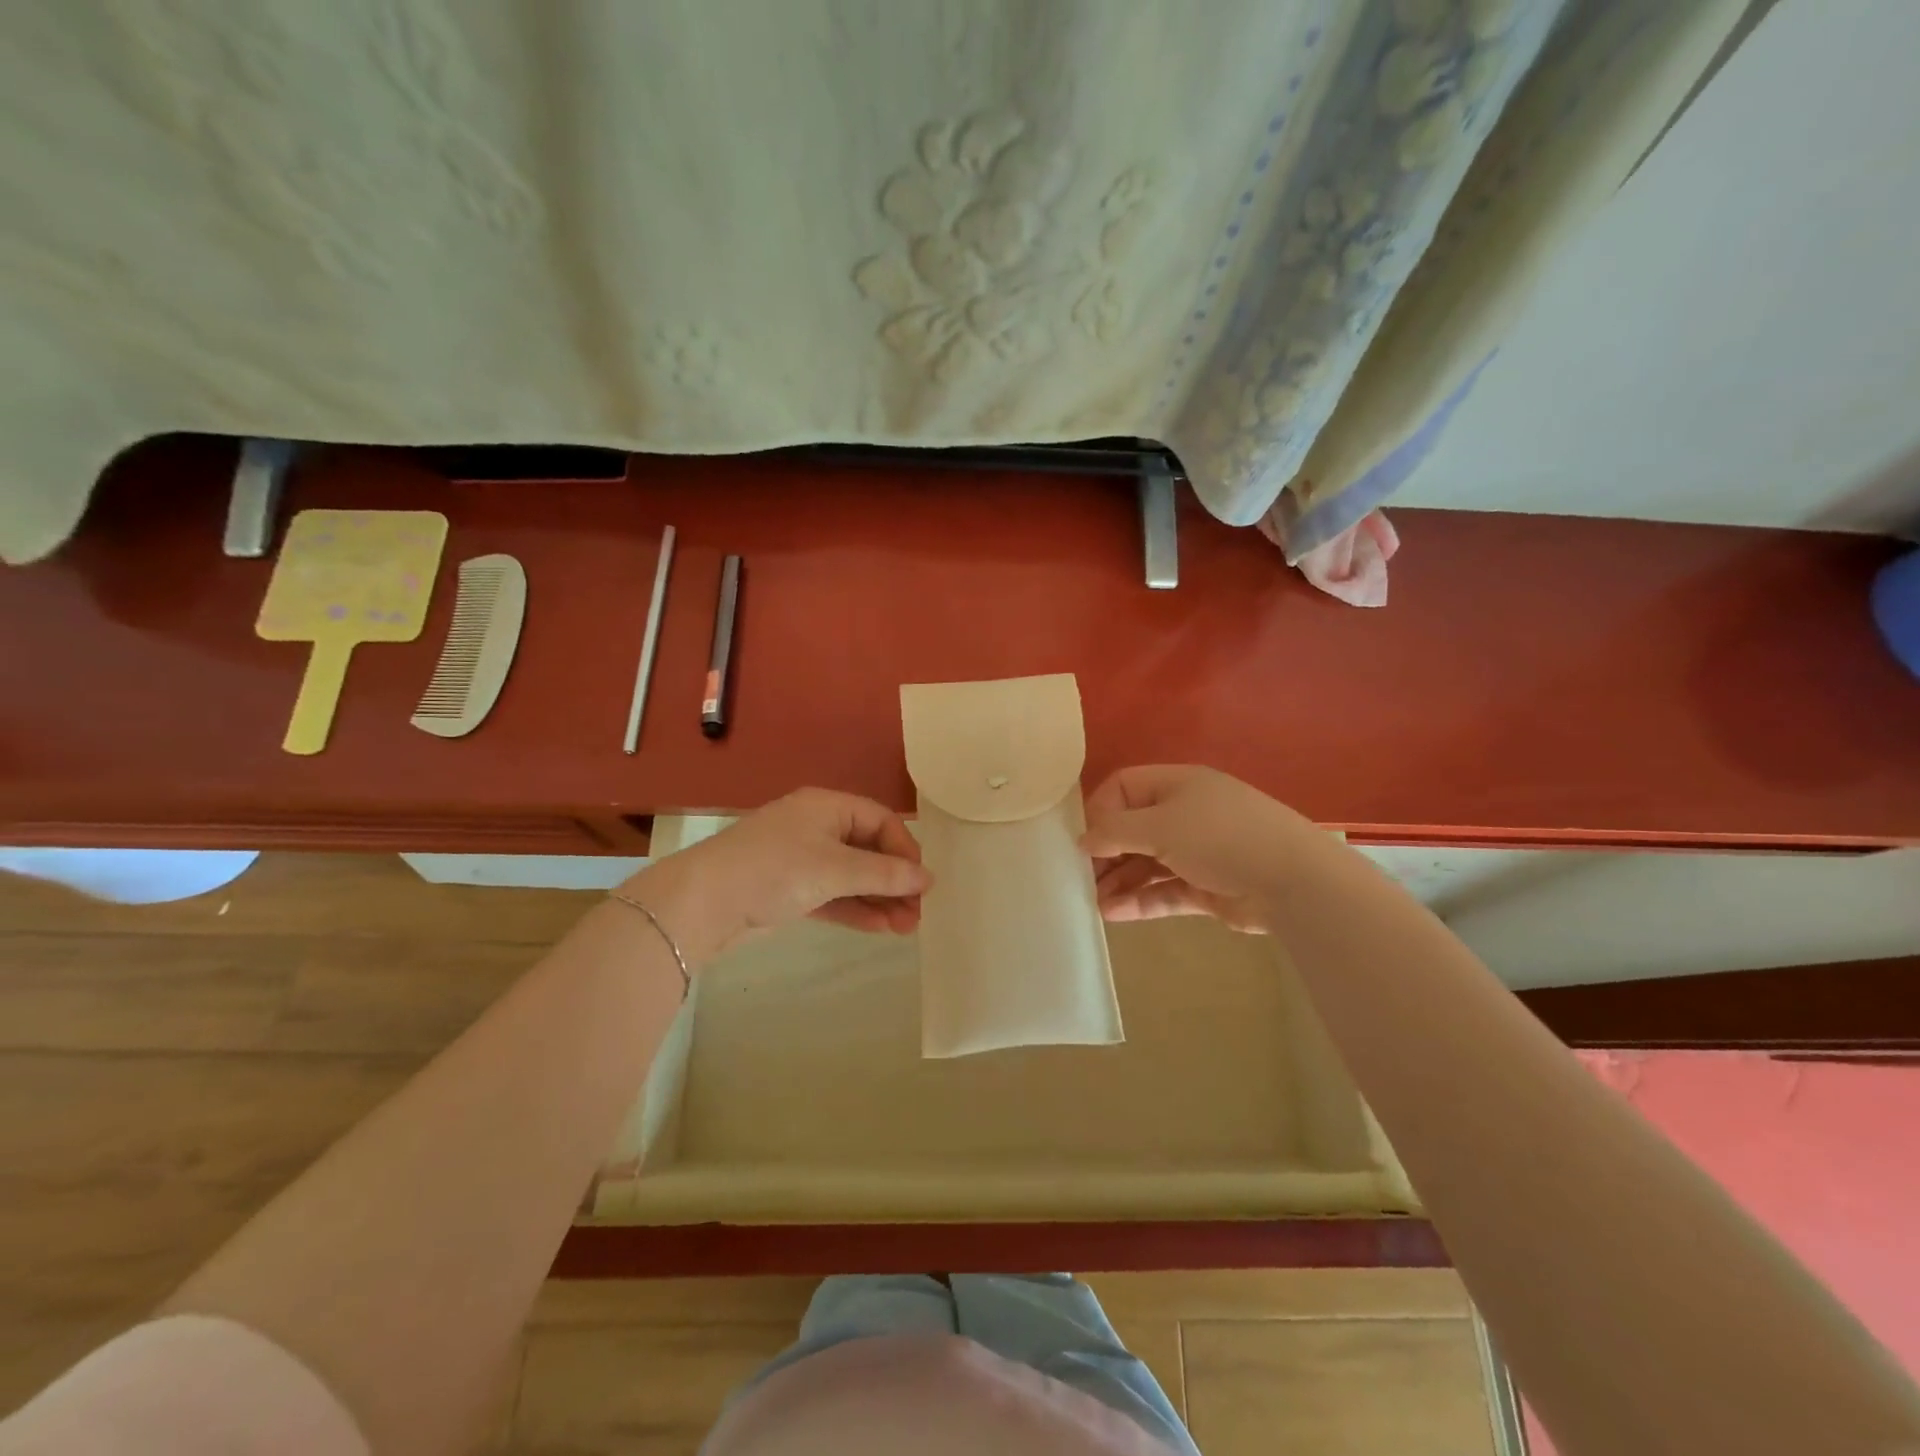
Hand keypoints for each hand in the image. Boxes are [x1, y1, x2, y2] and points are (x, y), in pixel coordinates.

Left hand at [622, 788, 929, 964]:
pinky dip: (855, 909)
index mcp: (827, 807)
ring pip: (852, 877)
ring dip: (879, 900)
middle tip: (917, 914)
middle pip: (868, 850)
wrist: (704, 903)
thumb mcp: (835, 869)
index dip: (905, 849)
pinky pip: (833, 895)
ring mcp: (802, 860)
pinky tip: (880, 928)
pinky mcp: (790, 890)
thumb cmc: (775, 870)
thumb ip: (884, 874)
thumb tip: (927, 878)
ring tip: (906, 928)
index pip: (880, 821)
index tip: (921, 882)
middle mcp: (816, 828)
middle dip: (894, 882)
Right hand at [1080, 765, 1307, 932]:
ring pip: (1147, 863)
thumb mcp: (1160, 826)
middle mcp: (1185, 813)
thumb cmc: (1219, 837)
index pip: (1123, 788)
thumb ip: (1114, 832)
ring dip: (1120, 881)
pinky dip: (1140, 900)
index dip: (1099, 810)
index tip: (1084, 840)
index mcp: (1176, 785)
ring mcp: (1197, 851)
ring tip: (1093, 902)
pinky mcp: (1207, 886)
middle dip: (1106, 853)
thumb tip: (1082, 841)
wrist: (1293, 880)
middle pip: (1132, 828)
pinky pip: (1164, 890)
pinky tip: (1114, 914)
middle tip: (1082, 878)